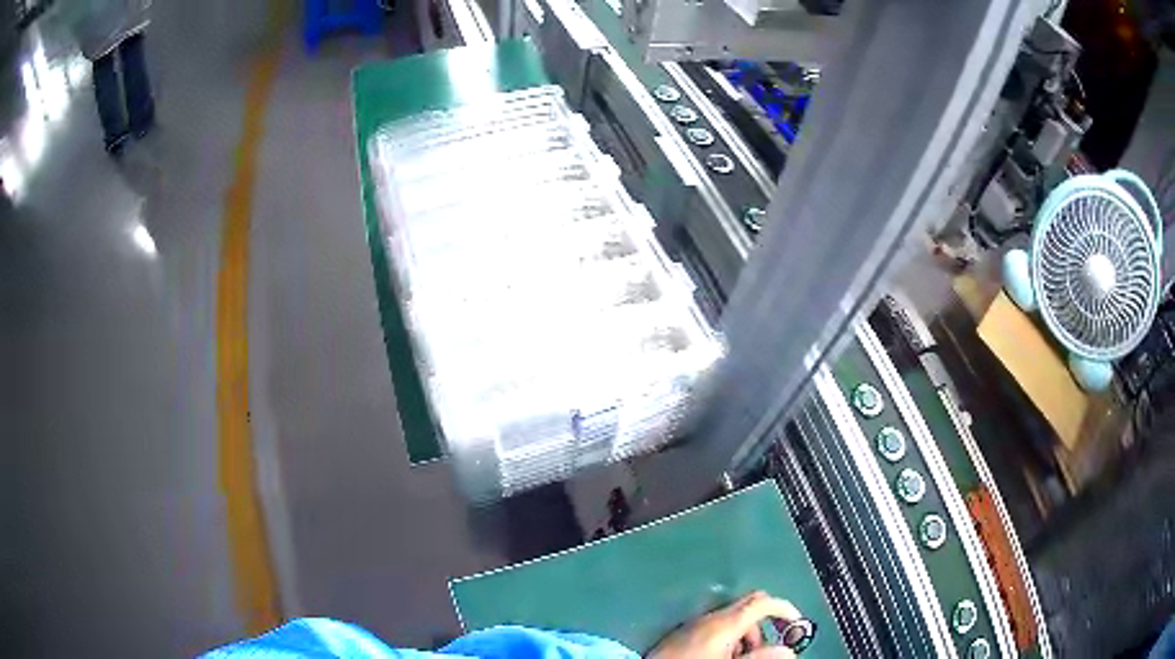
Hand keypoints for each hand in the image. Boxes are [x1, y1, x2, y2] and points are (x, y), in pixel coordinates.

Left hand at [646, 591, 803, 658]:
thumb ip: (761, 656)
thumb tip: (788, 650)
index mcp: (725, 622)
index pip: (763, 601)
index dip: (785, 609)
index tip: (797, 624)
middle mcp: (710, 617)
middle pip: (748, 607)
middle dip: (766, 624)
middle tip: (768, 649)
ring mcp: (694, 624)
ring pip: (732, 619)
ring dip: (746, 635)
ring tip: (743, 658)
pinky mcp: (682, 634)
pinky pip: (714, 628)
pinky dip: (728, 639)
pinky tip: (723, 657)